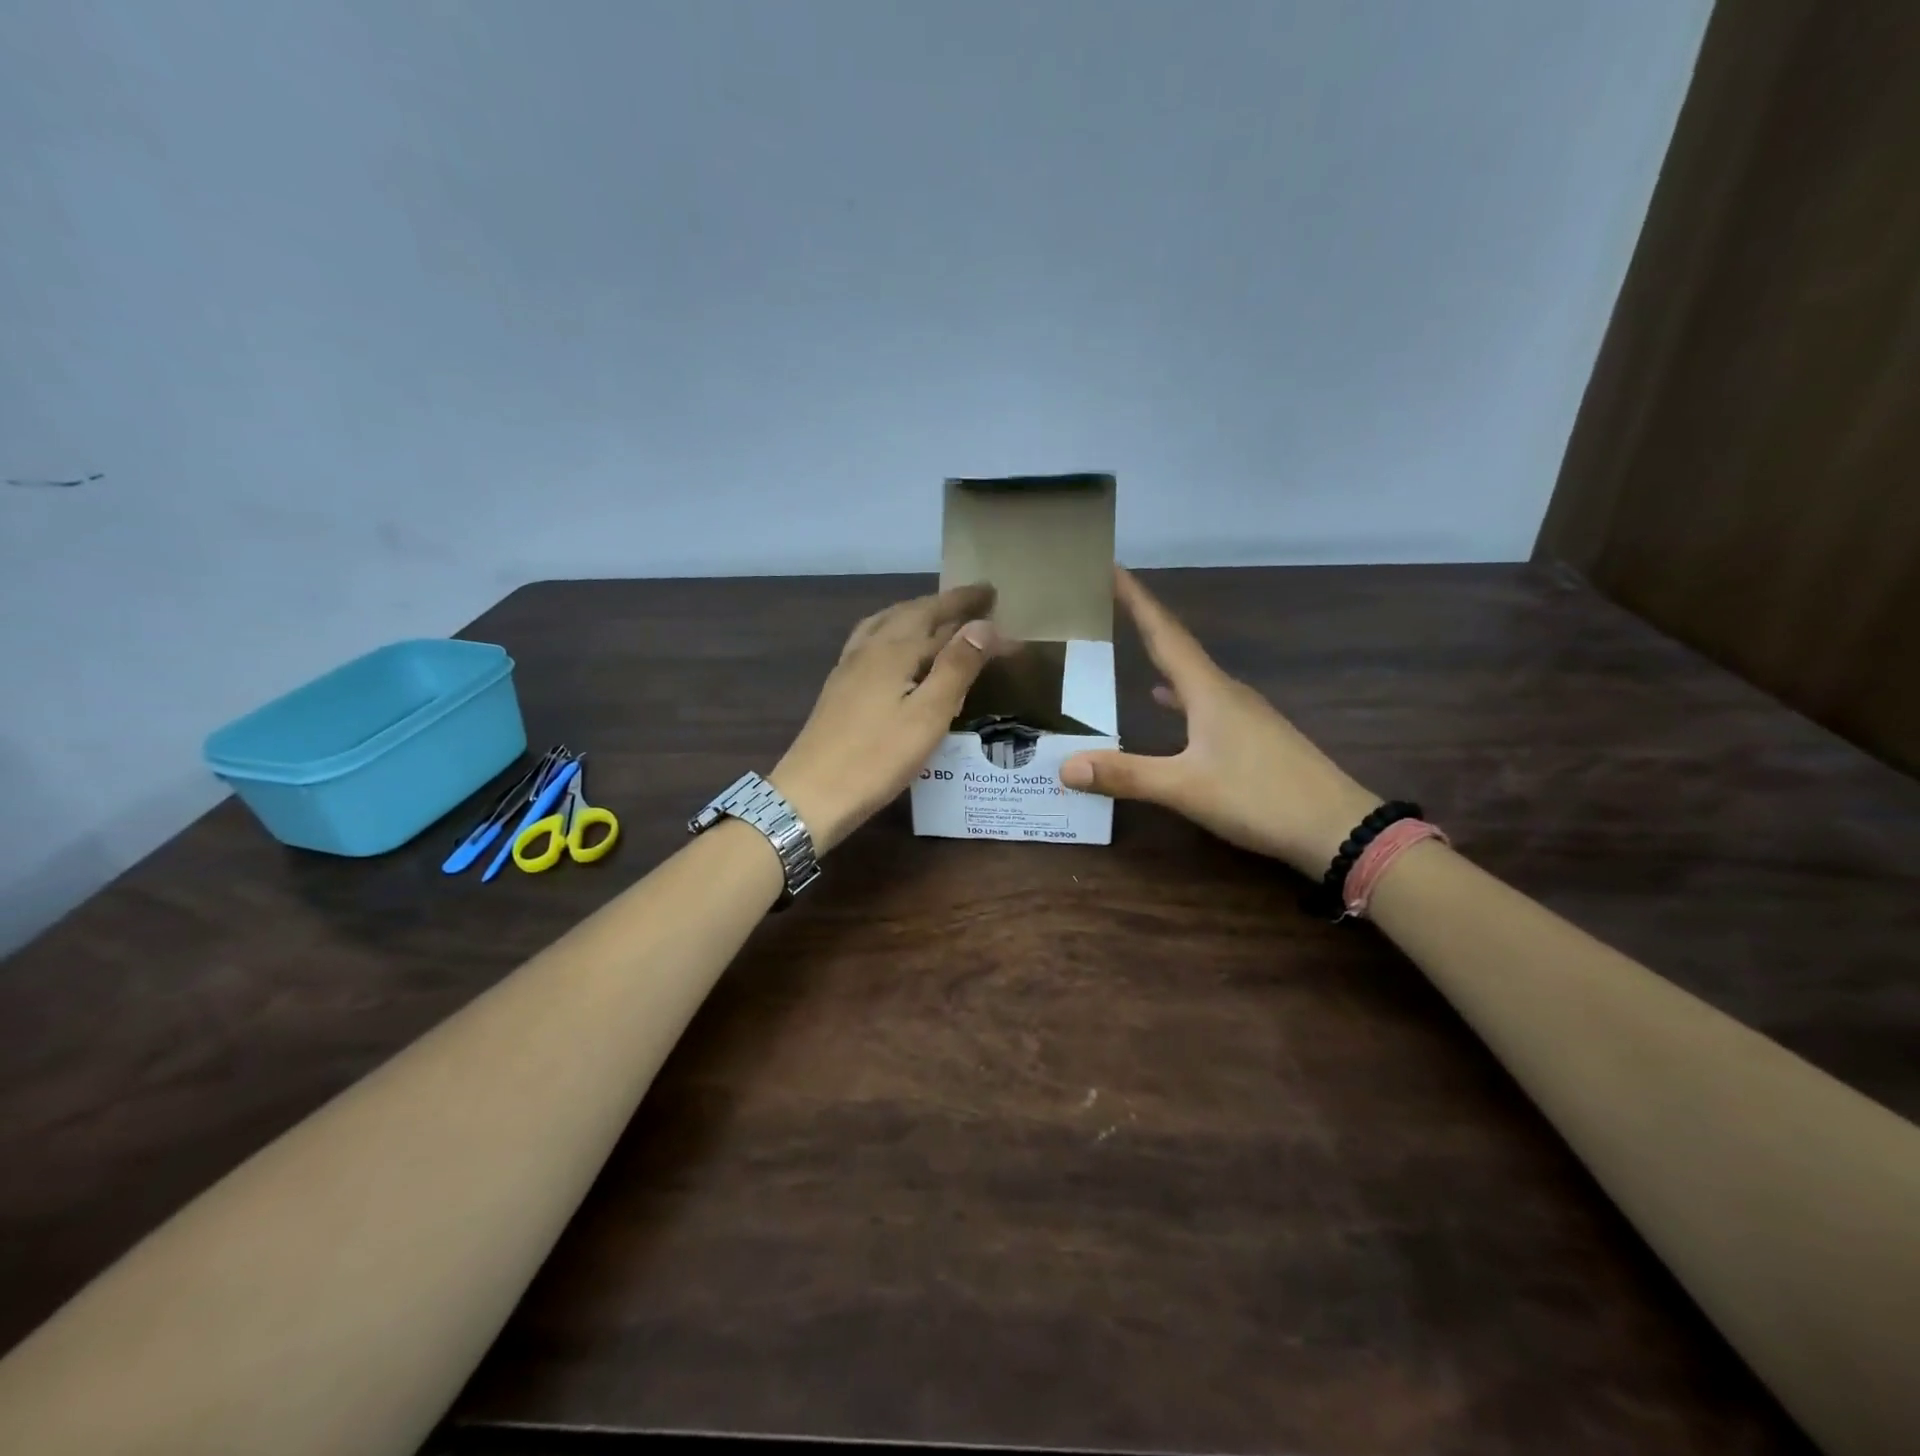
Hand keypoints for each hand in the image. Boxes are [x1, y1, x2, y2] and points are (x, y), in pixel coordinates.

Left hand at [771, 583, 998, 853]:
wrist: (812, 794)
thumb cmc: (877, 758)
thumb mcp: (929, 715)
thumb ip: (957, 667)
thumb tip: (984, 625)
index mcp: (894, 650)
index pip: (940, 618)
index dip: (969, 607)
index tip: (996, 594)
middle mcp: (869, 648)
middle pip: (911, 613)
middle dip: (944, 604)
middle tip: (975, 599)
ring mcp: (849, 666)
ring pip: (886, 623)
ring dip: (915, 612)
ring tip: (937, 614)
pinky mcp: (839, 687)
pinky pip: (871, 640)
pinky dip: (893, 630)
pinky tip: (893, 648)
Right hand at [1060, 569, 1380, 876]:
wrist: (1338, 828)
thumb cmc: (1260, 797)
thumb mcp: (1185, 788)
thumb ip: (1125, 774)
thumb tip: (1065, 765)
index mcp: (1209, 692)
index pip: (1165, 634)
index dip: (1137, 600)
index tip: (1112, 567)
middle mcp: (1227, 693)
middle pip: (1179, 647)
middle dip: (1144, 623)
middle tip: (1112, 603)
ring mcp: (1245, 714)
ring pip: (1193, 676)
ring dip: (1162, 657)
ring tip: (1132, 647)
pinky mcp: (1255, 737)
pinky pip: (1205, 701)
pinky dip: (1179, 695)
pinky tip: (1167, 704)